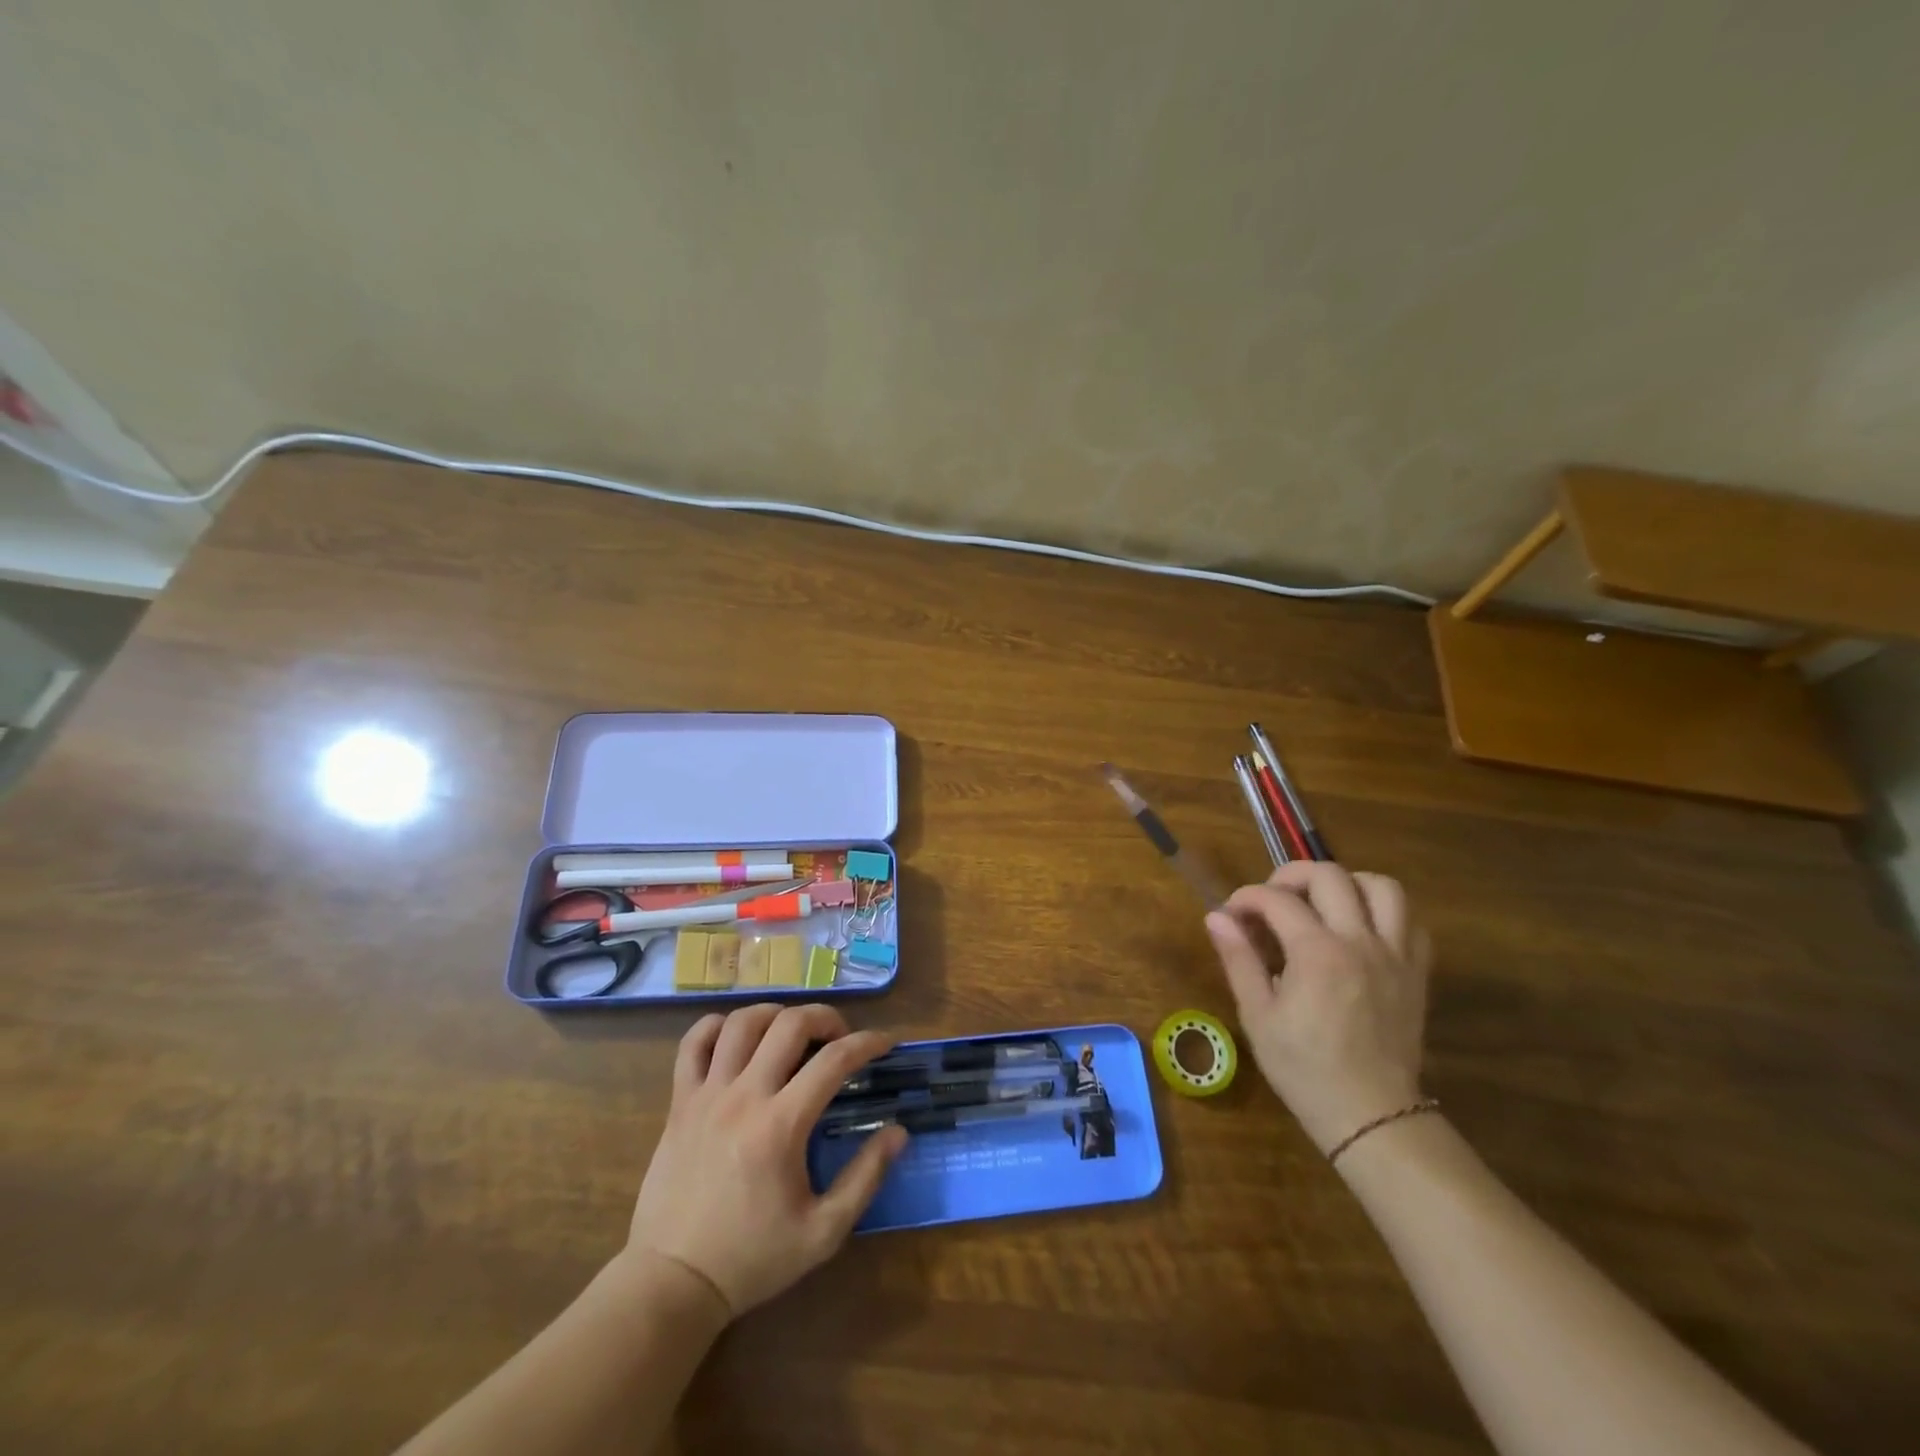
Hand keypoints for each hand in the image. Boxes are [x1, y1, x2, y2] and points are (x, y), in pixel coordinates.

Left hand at [624, 1003, 906, 1318]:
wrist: (672, 1283)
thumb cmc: (752, 1259)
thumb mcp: (823, 1233)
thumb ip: (865, 1178)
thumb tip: (899, 1131)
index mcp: (781, 1126)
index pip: (834, 1060)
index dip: (867, 1043)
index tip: (885, 1043)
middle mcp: (744, 1096)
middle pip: (790, 1024)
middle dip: (825, 1017)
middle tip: (840, 1036)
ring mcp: (707, 1094)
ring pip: (742, 1022)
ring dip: (776, 1014)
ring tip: (792, 1033)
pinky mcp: (680, 1102)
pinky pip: (694, 1042)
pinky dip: (718, 1026)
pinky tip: (737, 1038)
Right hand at [1205, 862, 1431, 1153]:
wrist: (1371, 1115)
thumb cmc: (1304, 1069)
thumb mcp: (1257, 1016)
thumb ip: (1239, 959)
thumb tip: (1217, 917)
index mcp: (1317, 953)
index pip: (1276, 900)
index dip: (1246, 898)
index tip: (1231, 914)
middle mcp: (1360, 942)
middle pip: (1331, 875)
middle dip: (1292, 876)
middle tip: (1273, 899)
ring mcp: (1395, 955)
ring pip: (1382, 887)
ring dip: (1347, 883)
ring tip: (1323, 903)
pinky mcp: (1417, 972)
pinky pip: (1411, 921)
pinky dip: (1384, 911)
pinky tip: (1360, 928)